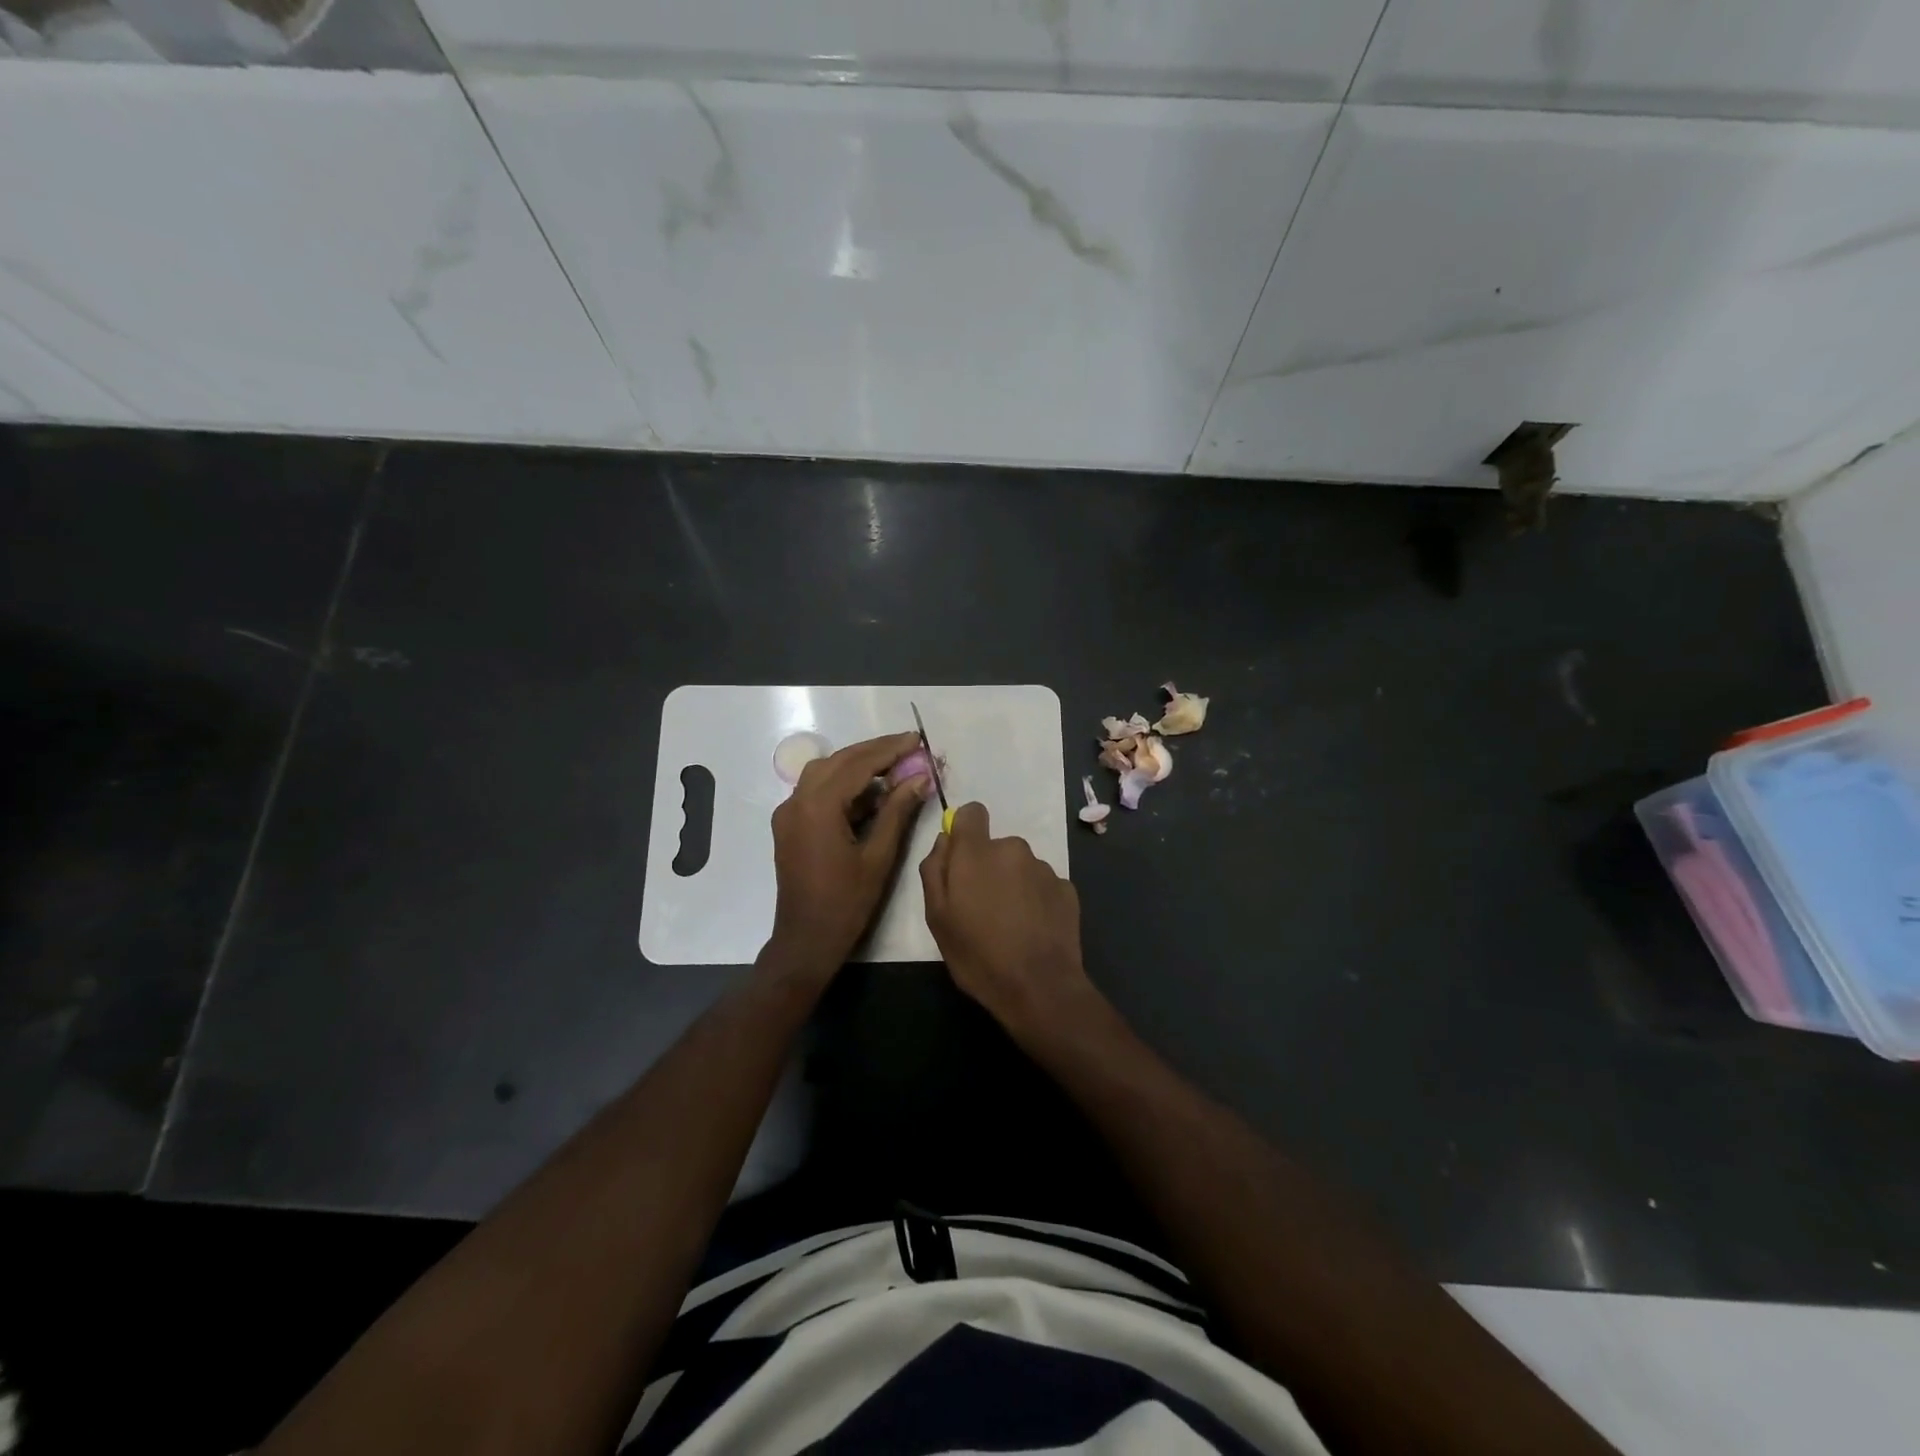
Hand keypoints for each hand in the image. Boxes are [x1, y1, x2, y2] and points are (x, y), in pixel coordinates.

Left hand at [768, 730, 931, 972]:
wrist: (805, 941)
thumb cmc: (846, 903)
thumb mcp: (879, 857)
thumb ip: (897, 812)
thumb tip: (919, 778)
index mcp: (818, 806)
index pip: (857, 764)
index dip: (888, 750)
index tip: (915, 739)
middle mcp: (797, 801)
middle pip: (838, 761)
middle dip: (874, 752)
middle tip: (908, 747)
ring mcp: (789, 813)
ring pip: (825, 773)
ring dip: (857, 765)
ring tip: (894, 765)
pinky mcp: (789, 825)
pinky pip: (816, 792)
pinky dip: (843, 785)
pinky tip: (870, 792)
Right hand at [920, 801, 1094, 1037]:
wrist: (1039, 987)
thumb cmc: (978, 954)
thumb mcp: (937, 917)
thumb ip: (935, 870)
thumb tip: (944, 841)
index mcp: (977, 852)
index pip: (972, 813)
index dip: (964, 831)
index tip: (962, 860)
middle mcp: (1013, 849)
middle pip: (995, 847)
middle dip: (988, 868)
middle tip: (982, 908)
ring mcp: (1044, 868)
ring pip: (1020, 867)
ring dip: (1013, 885)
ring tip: (1010, 925)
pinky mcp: (1067, 889)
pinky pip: (1042, 885)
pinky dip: (1036, 900)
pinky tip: (1033, 931)